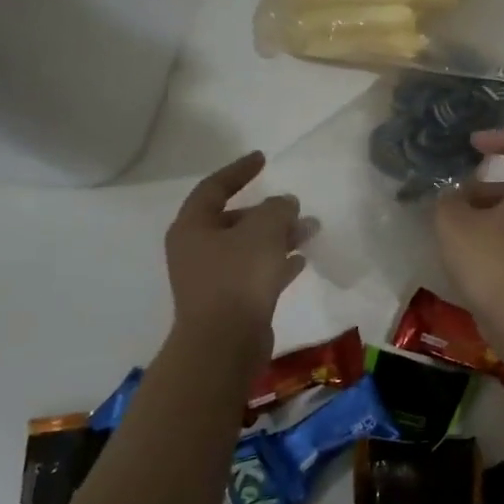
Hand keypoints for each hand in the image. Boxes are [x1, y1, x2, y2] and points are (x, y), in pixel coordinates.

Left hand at [165, 153, 306, 358]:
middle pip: (234, 220)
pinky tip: (301, 261)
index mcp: (192, 227)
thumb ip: (276, 209)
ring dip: (278, 237)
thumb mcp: (262, 232)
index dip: (239, 171)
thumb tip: (284, 203)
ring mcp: (212, 278)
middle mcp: (197, 250)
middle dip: (268, 212)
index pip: (214, 188)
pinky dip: (276, 263)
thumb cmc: (237, 278)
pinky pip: (255, 273)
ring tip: (310, 231)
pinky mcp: (230, 302)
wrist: (224, 344)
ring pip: (249, 247)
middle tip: (296, 206)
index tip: (262, 159)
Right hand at [434, 130, 503, 325]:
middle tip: (451, 203)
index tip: (472, 147)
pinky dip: (488, 237)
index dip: (501, 137)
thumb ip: (447, 201)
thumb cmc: (491, 262)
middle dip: (480, 186)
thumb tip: (451, 200)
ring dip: (480, 213)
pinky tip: (463, 257)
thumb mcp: (454, 224)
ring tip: (449, 233)